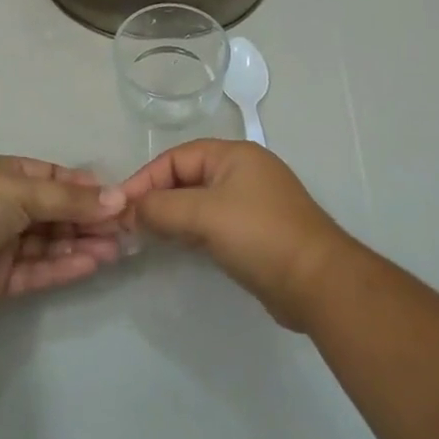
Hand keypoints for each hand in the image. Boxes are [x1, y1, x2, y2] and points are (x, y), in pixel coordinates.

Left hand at [0, 156, 129, 319]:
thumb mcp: (24, 189)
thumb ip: (71, 199)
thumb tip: (118, 199)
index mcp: (5, 175)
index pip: (54, 177)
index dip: (85, 188)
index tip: (117, 199)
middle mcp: (4, 206)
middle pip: (55, 212)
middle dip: (88, 220)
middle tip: (125, 230)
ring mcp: (1, 243)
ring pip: (49, 243)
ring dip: (81, 244)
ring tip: (116, 250)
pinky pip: (38, 270)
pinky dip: (63, 267)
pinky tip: (92, 264)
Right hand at [105, 140, 356, 330]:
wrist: (317, 283)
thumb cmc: (259, 235)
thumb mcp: (205, 215)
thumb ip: (162, 208)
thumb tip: (129, 210)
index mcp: (234, 155)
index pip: (177, 157)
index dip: (146, 178)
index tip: (120, 206)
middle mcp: (242, 172)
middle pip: (186, 177)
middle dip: (156, 198)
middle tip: (127, 224)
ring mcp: (250, 203)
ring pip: (198, 202)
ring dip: (171, 217)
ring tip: (143, 236)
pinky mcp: (253, 233)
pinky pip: (211, 223)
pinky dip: (189, 231)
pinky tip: (173, 246)